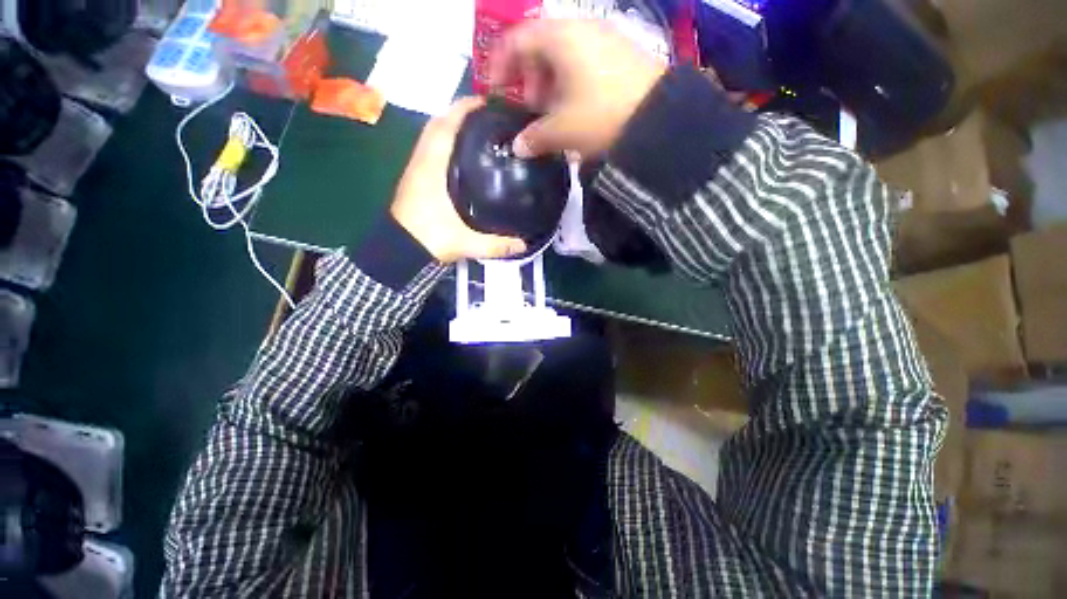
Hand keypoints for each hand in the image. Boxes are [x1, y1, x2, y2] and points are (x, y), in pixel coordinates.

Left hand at [390, 98, 527, 262]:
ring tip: (478, 132)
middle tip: (487, 118)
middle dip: (459, 114)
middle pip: (437, 125)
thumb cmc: (428, 241)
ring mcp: (416, 170)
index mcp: (431, 169)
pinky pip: (430, 150)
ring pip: (431, 137)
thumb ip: (495, 245)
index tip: (485, 102)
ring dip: (451, 127)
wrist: (398, 252)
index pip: (444, 127)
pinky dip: (444, 143)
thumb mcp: (465, 243)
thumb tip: (524, 244)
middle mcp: (421, 163)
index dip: (463, 110)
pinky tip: (462, 156)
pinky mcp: (415, 180)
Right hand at [489, 19, 665, 157]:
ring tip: (553, 114)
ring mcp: (605, 39)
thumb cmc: (601, 116)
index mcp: (561, 37)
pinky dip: (572, 84)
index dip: (500, 64)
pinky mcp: (622, 56)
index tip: (495, 90)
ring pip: (564, 56)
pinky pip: (585, 63)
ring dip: (551, 84)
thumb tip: (518, 148)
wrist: (660, 120)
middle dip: (529, 78)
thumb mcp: (563, 130)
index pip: (517, 39)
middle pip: (541, 46)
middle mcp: (582, 28)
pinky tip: (576, 109)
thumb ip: (535, 137)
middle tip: (530, 107)